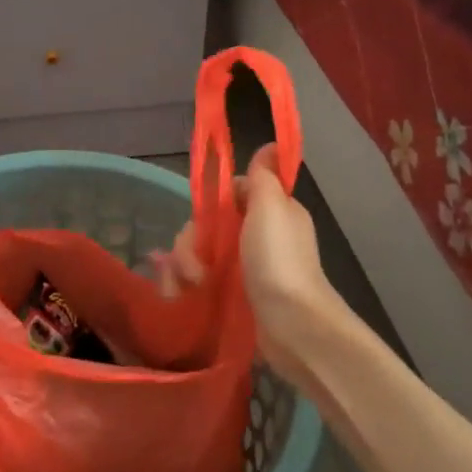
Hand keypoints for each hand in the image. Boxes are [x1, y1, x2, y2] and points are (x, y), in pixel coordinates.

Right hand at [152, 145, 336, 383]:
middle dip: (191, 244)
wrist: (292, 326)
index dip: (211, 205)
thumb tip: (272, 145)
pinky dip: (184, 288)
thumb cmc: (279, 260)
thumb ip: (263, 176)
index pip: (227, 197)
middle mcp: (255, 238)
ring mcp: (242, 270)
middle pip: (206, 228)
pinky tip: (180, 297)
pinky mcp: (230, 298)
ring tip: (190, 287)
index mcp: (269, 213)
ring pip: (197, 256)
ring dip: (184, 268)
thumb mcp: (272, 207)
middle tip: (195, 267)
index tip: (207, 220)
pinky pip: (196, 284)